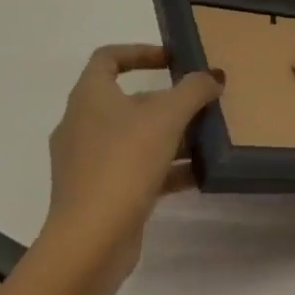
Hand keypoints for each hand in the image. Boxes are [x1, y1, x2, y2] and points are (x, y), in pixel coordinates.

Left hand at [41, 44, 222, 292]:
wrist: (90, 242)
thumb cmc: (123, 163)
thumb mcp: (167, 118)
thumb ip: (193, 91)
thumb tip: (213, 76)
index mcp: (89, 96)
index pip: (108, 58)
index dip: (140, 51)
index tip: (172, 59)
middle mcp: (82, 124)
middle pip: (126, 100)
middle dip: (164, 100)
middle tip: (198, 102)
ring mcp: (86, 162)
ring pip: (132, 137)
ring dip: (168, 136)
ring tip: (205, 138)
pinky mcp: (97, 195)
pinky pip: (134, 170)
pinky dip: (163, 169)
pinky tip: (196, 175)